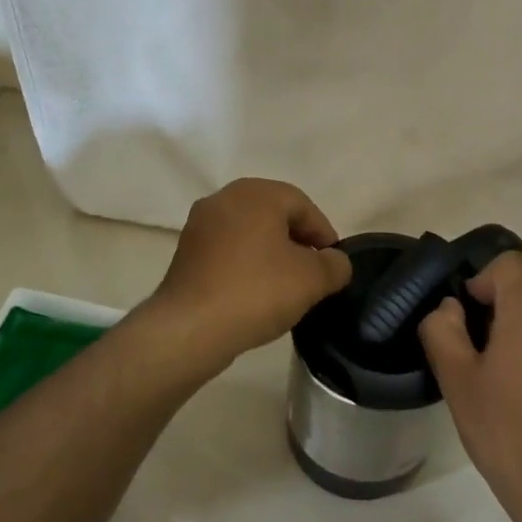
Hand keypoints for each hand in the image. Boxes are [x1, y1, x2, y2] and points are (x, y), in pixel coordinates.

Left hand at [143, 178, 352, 372]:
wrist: (191, 327)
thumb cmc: (257, 291)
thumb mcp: (312, 280)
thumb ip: (335, 265)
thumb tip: (335, 262)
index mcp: (256, 193)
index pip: (302, 205)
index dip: (324, 234)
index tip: (334, 264)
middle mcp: (224, 198)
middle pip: (274, 215)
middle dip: (297, 242)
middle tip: (314, 273)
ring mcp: (200, 224)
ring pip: (249, 232)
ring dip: (271, 254)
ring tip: (286, 286)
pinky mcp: (186, 251)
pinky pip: (228, 250)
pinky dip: (246, 264)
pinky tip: (256, 293)